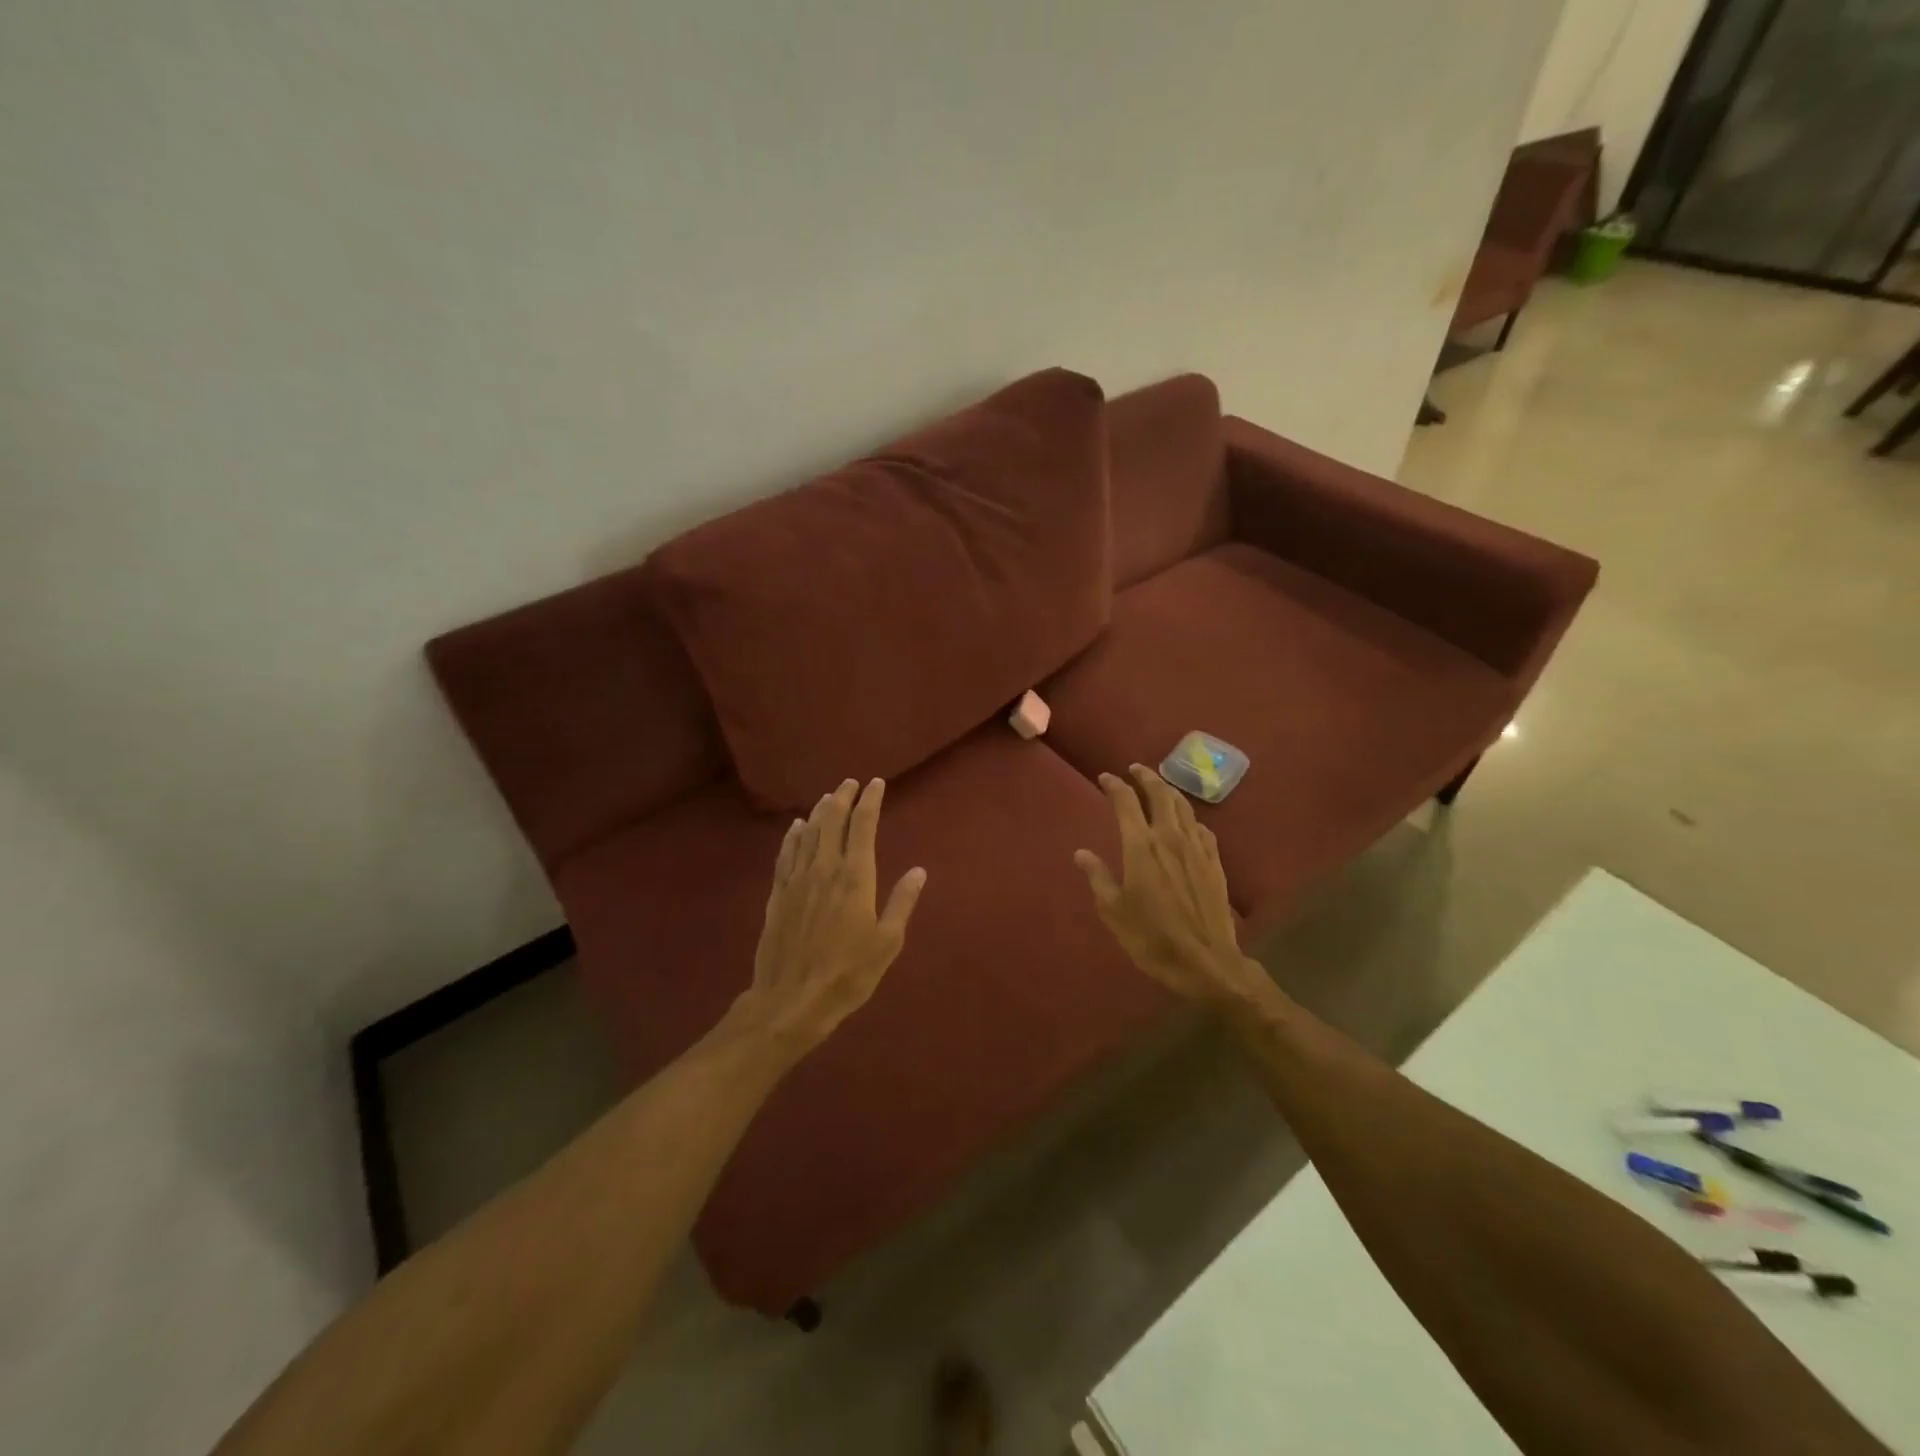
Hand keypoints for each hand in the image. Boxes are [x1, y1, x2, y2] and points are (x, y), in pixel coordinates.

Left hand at [737, 777, 926, 1055]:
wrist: (792, 1000)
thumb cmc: (848, 974)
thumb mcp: (887, 942)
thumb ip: (902, 902)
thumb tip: (919, 871)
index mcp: (856, 877)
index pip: (862, 826)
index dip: (869, 801)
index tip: (876, 784)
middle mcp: (825, 869)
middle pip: (832, 821)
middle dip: (843, 798)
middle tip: (851, 783)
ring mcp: (798, 880)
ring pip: (809, 833)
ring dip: (820, 811)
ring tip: (829, 797)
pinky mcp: (778, 894)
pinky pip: (786, 854)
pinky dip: (793, 835)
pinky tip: (797, 827)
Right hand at [1074, 765, 1273, 1011]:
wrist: (1206, 962)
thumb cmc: (1152, 938)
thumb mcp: (1114, 911)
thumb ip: (1098, 877)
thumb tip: (1081, 853)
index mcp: (1141, 846)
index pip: (1126, 803)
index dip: (1114, 786)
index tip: (1105, 778)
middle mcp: (1170, 838)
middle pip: (1160, 794)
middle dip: (1146, 777)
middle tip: (1135, 769)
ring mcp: (1197, 849)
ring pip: (1184, 807)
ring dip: (1169, 791)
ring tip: (1159, 787)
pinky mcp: (1215, 863)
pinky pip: (1202, 829)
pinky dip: (1190, 817)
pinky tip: (1188, 822)